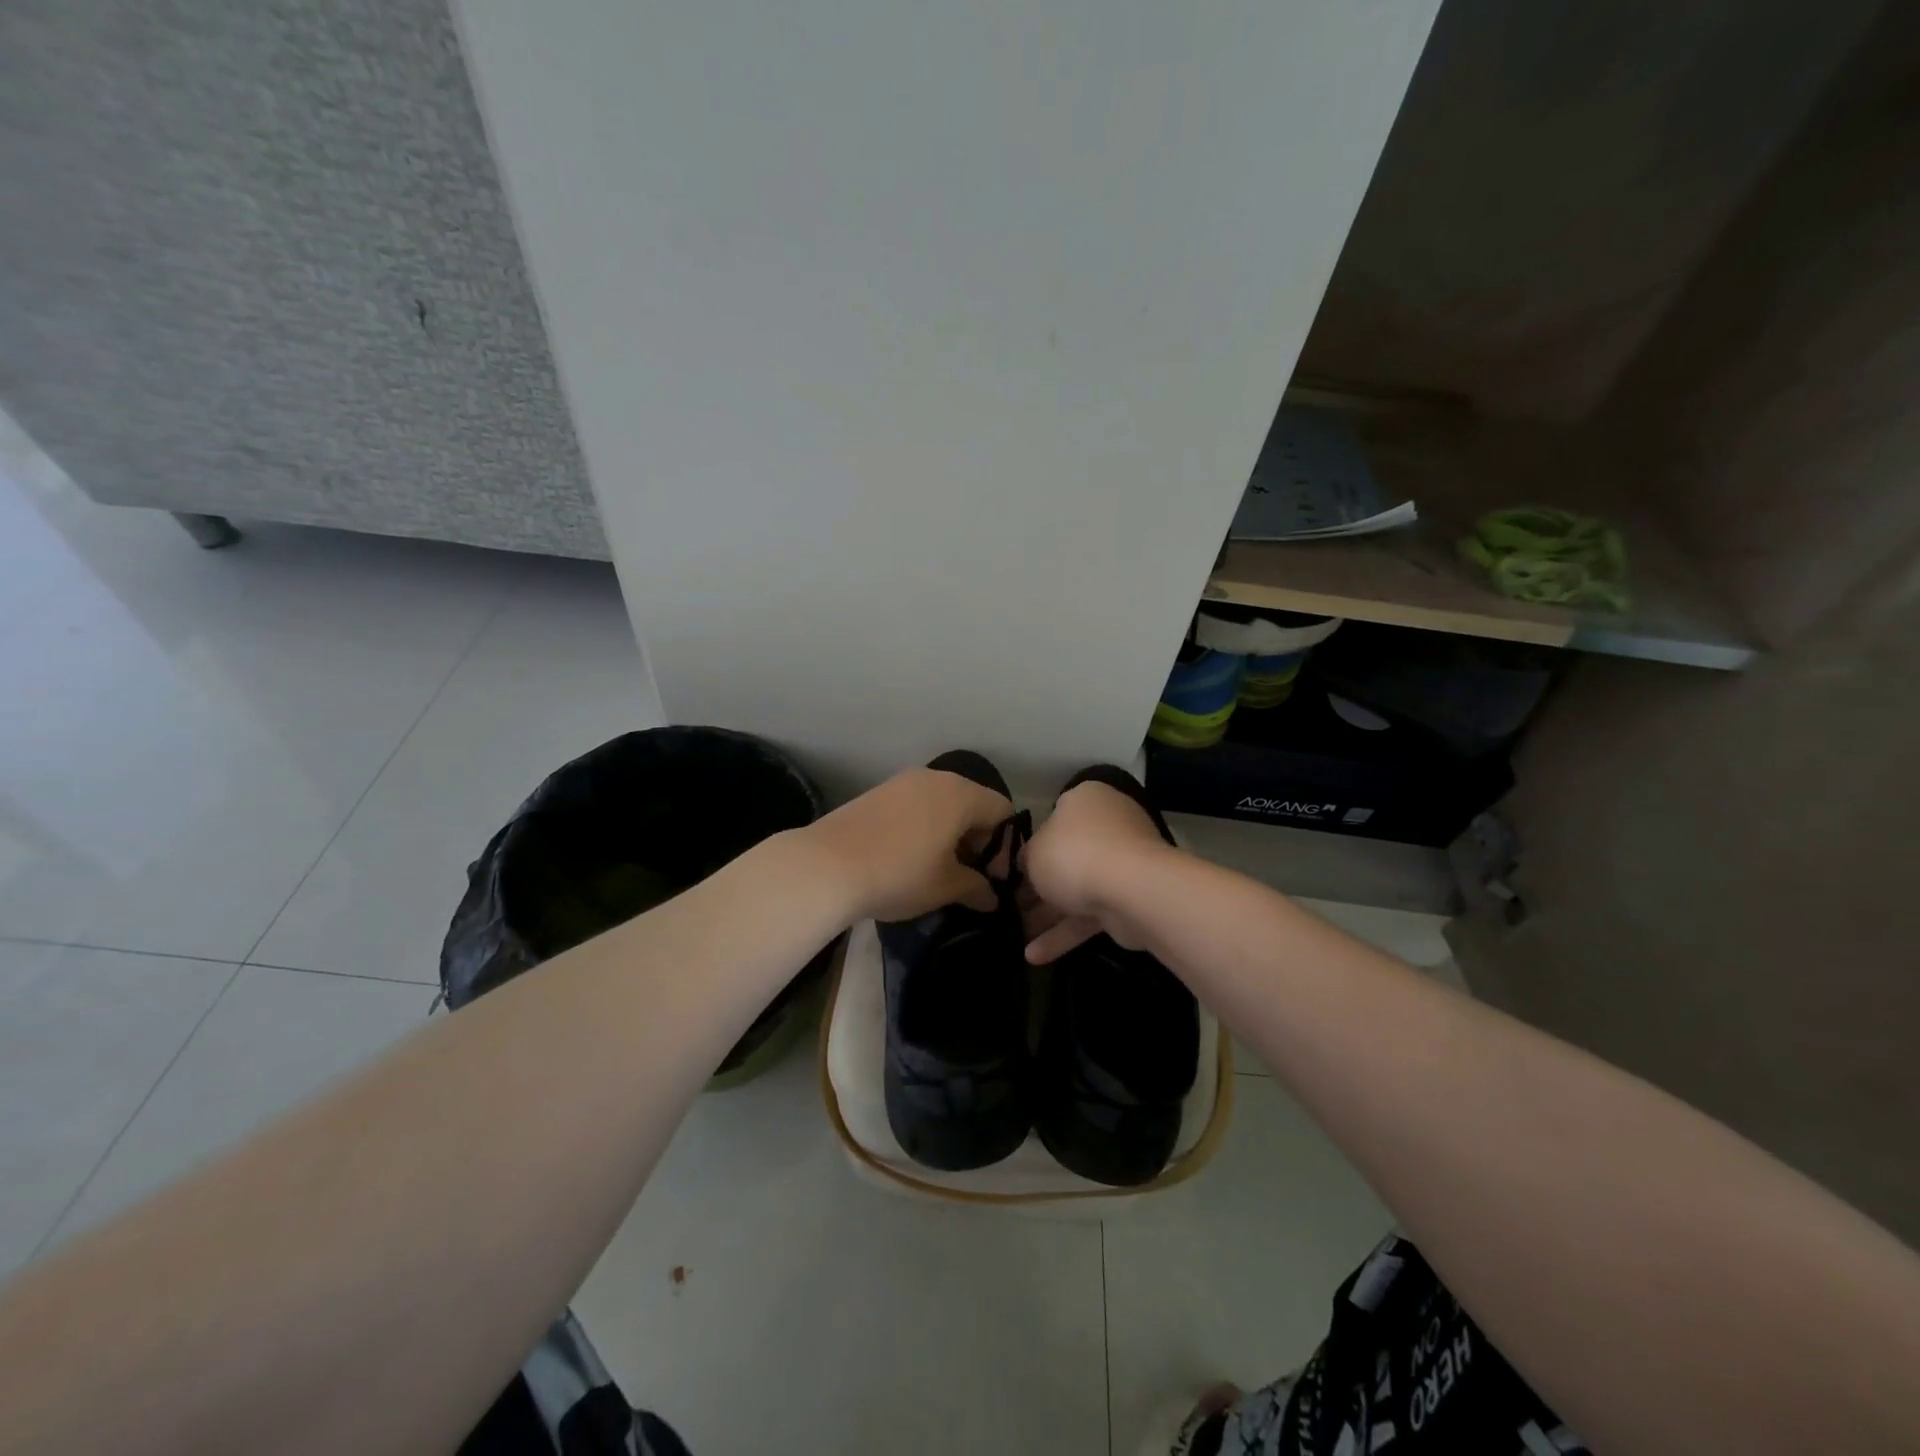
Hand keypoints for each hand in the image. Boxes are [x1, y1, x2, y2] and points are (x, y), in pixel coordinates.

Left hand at [803, 766, 1013, 922]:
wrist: (826, 866)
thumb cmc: (899, 874)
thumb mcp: (945, 887)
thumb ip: (976, 888)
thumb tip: (992, 897)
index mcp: (960, 795)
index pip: (1002, 811)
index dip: (1005, 846)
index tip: (990, 878)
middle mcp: (935, 778)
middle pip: (972, 804)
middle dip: (976, 840)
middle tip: (967, 876)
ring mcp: (902, 782)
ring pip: (941, 804)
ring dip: (948, 833)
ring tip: (936, 869)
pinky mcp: (877, 792)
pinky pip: (915, 805)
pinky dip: (923, 827)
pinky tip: (907, 857)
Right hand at [1020, 778, 1177, 962]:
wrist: (1129, 889)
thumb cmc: (1073, 854)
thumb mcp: (1033, 852)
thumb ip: (1026, 858)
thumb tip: (1027, 865)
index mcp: (1085, 800)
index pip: (1054, 817)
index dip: (1031, 845)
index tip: (1012, 869)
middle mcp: (1108, 825)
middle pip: (1066, 857)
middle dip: (1038, 886)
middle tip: (1010, 905)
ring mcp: (1123, 864)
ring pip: (1078, 889)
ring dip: (1048, 915)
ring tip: (1014, 936)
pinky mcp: (1130, 900)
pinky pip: (1090, 915)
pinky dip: (1064, 934)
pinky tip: (1034, 956)